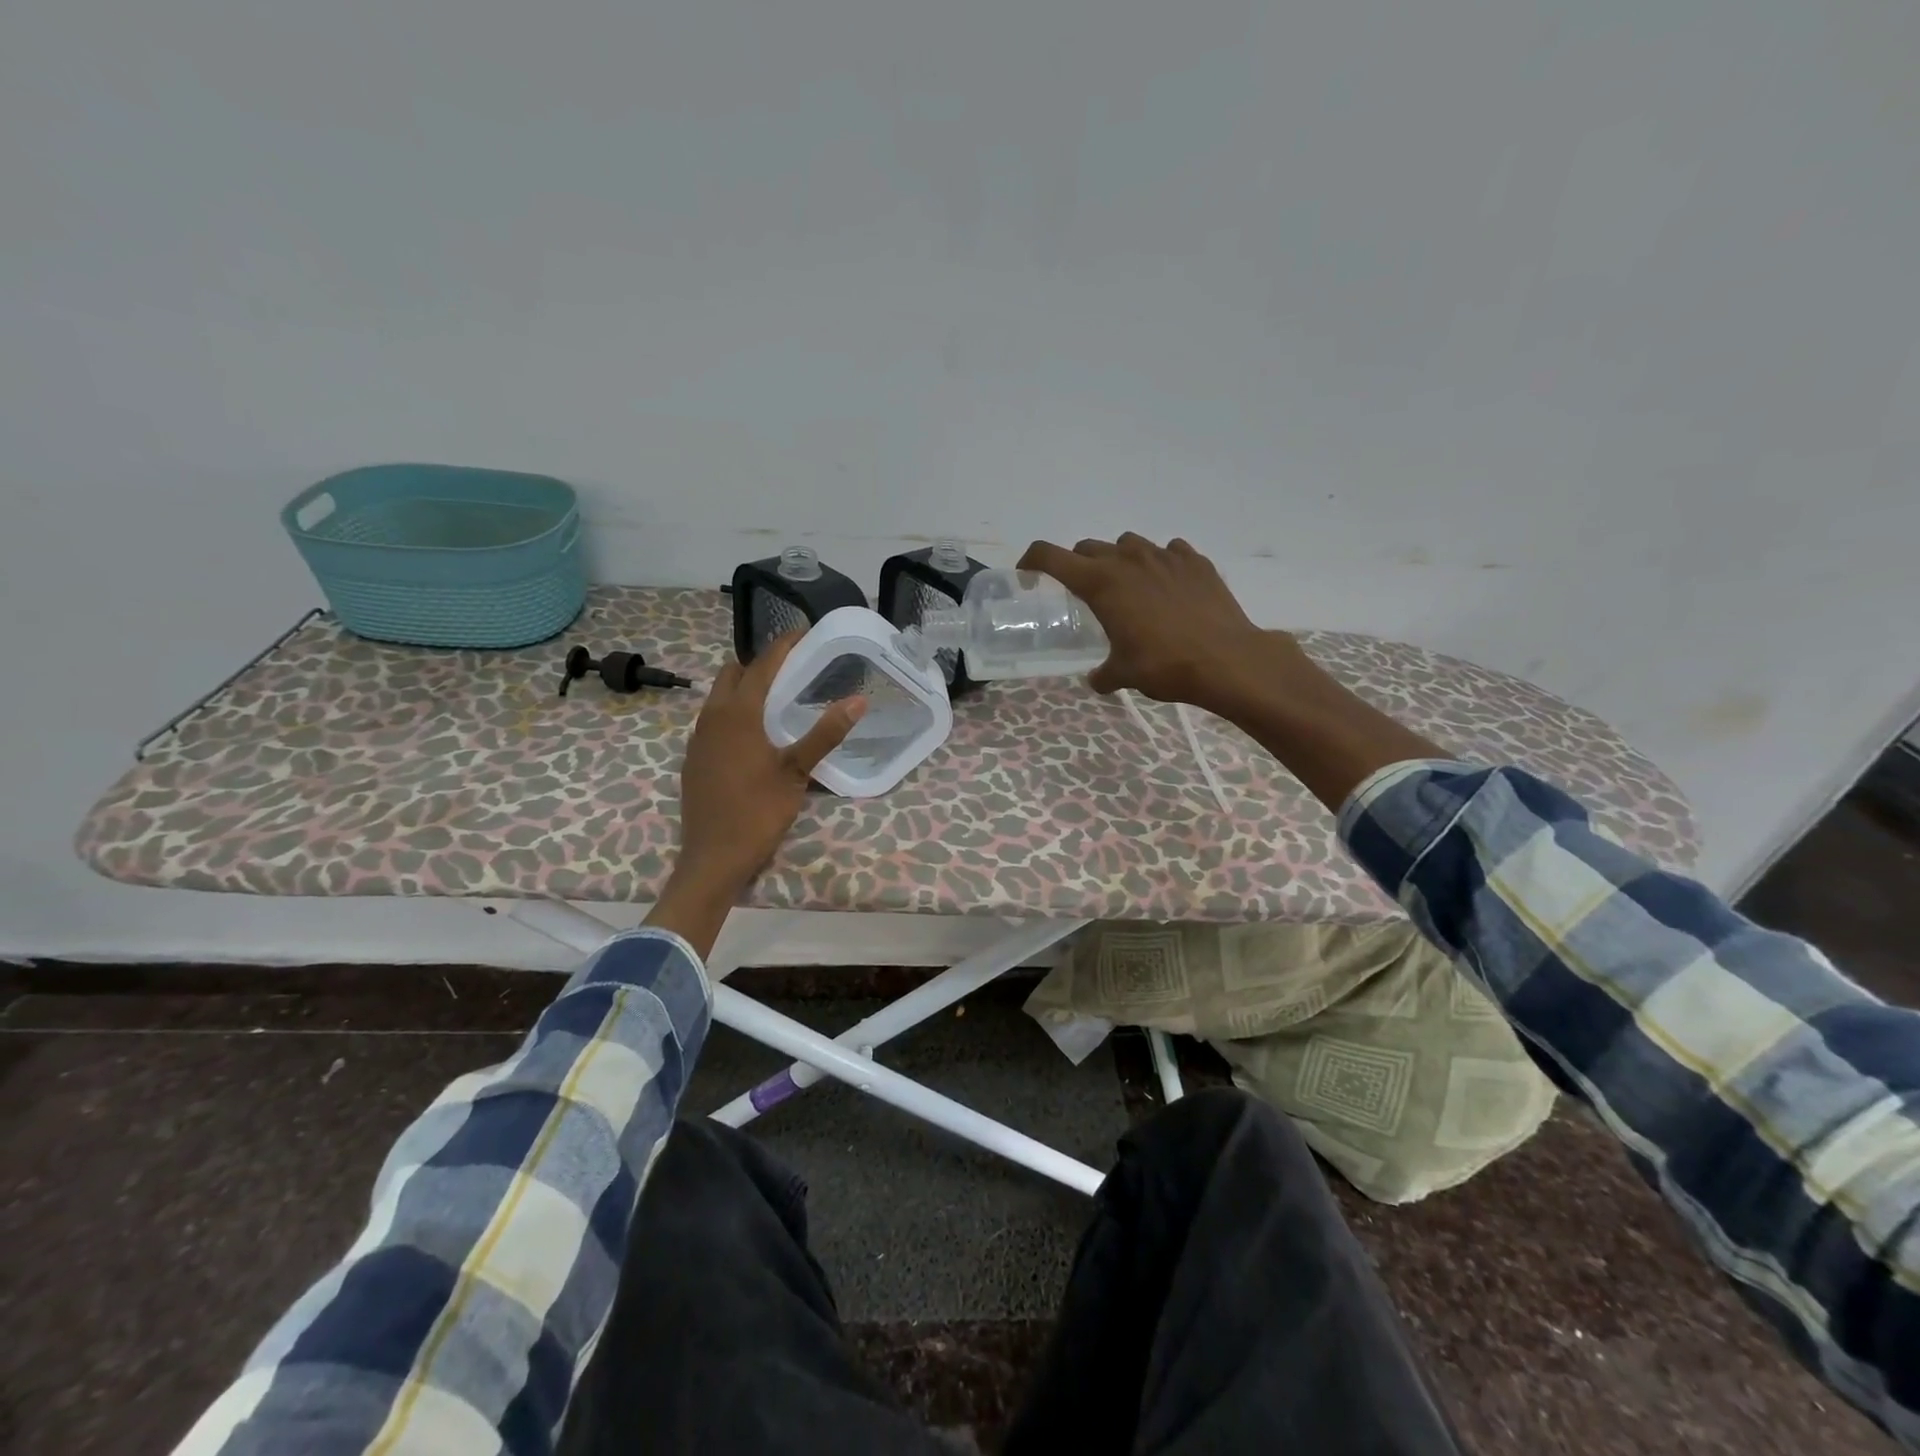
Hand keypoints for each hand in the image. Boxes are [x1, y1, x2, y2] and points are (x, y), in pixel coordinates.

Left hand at [649, 634, 865, 955]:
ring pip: (719, 696)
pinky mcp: (694, 758)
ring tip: (778, 696)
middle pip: (733, 673)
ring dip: (745, 687)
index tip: (806, 632)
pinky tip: (756, 734)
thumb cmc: (757, 812)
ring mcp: (699, 738)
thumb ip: (825, 733)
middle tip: (793, 667)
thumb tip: (857, 700)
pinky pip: (714, 719)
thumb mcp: (797, 772)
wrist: (712, 858)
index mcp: (738, 713)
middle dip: (760, 663)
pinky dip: (734, 711)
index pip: (762, 664)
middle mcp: (712, 717)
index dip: (784, 644)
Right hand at [1018, 534, 1311, 713]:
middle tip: (1084, 592)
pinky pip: (1169, 551)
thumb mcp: (1125, 674)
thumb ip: (1104, 674)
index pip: (1050, 556)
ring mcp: (1164, 556)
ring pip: (1128, 544)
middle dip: (1079, 566)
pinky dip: (1160, 564)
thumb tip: (1097, 680)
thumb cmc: (1164, 665)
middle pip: (1088, 548)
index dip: (1032, 561)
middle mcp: (1128, 560)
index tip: (1028, 574)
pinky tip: (1168, 587)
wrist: (1227, 659)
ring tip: (1129, 587)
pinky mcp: (1195, 561)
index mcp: (1100, 583)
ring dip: (1119, 560)